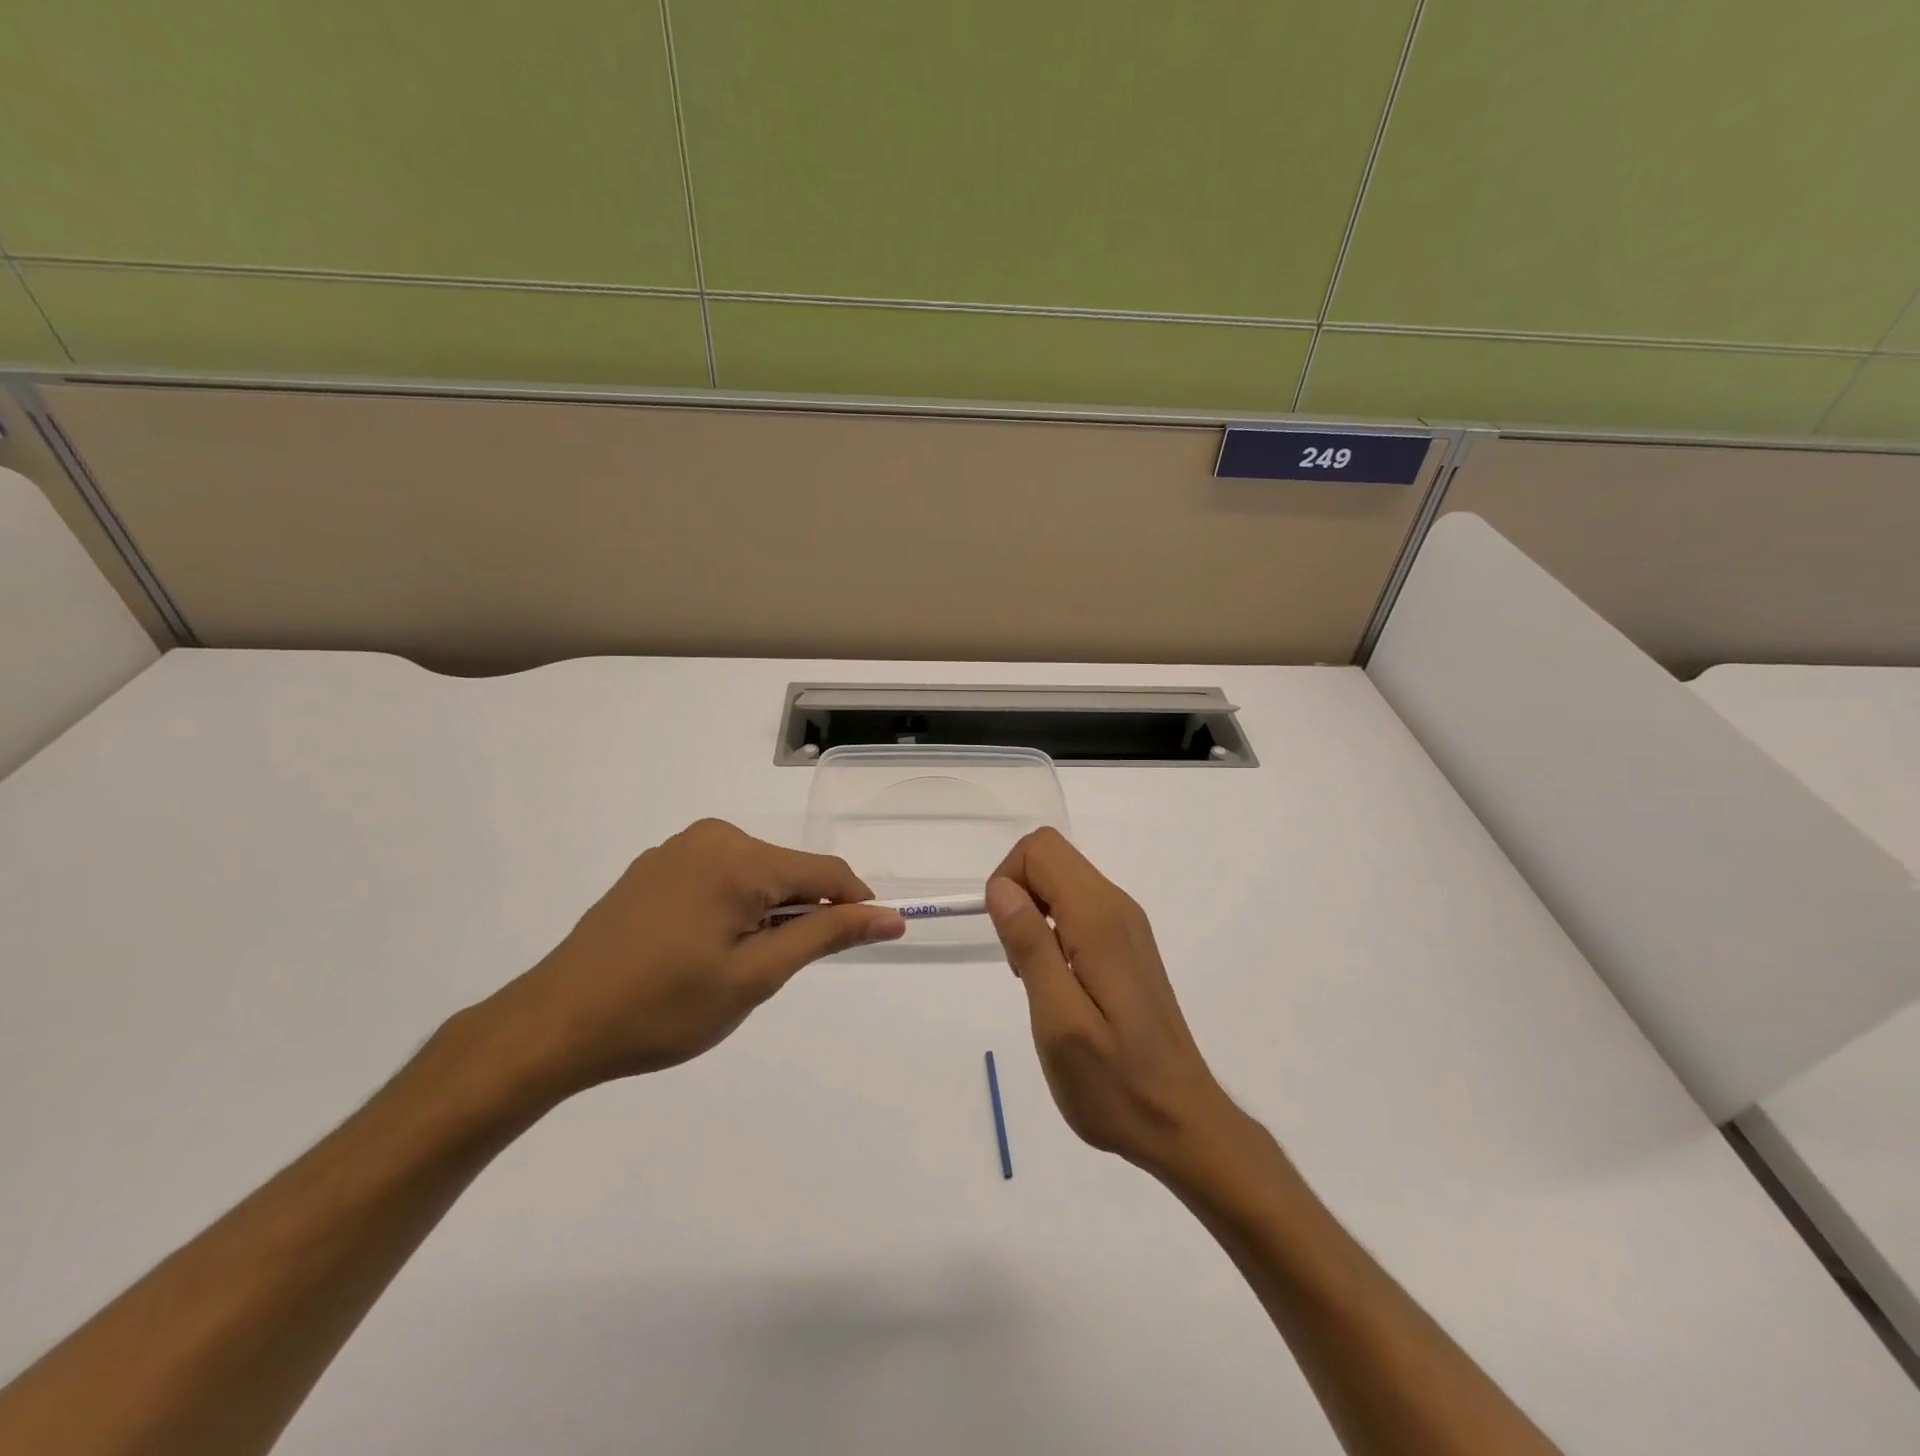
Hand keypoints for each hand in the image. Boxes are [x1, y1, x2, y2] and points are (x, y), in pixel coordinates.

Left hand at [482, 819, 904, 1094]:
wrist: (555, 1024)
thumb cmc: (663, 1008)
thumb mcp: (755, 976)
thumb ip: (825, 935)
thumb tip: (889, 915)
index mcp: (739, 858)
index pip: (826, 872)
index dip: (856, 906)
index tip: (871, 940)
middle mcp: (712, 836)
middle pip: (789, 871)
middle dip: (800, 915)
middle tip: (772, 973)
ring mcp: (678, 848)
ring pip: (755, 875)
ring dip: (765, 914)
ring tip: (730, 967)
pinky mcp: (655, 866)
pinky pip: (719, 877)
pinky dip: (732, 908)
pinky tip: (698, 950)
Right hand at [985, 829, 1232, 1177]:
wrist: (1182, 1123)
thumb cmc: (1114, 1083)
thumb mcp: (1058, 1020)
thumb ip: (1030, 945)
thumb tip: (1001, 887)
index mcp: (1099, 918)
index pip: (1040, 850)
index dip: (1008, 881)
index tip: (1007, 940)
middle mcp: (1117, 907)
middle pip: (1051, 858)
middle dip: (1018, 896)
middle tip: (1020, 963)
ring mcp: (1126, 925)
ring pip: (1062, 882)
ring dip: (1033, 916)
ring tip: (1036, 980)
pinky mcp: (1127, 945)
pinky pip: (1077, 909)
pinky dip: (1052, 931)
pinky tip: (1058, 984)